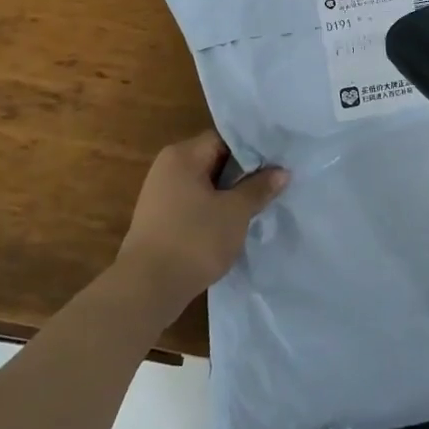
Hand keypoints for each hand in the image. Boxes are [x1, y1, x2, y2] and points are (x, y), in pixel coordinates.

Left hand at [114, 129, 287, 313]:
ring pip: (205, 185)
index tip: (278, 163)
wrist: (146, 289)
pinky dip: (214, 210)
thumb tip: (282, 171)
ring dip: (230, 194)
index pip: (225, 139)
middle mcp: (168, 168)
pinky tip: (234, 224)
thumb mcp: (235, 212)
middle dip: (244, 173)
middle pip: (214, 160)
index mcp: (183, 155)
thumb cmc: (194, 240)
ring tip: (260, 204)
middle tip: (274, 183)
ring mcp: (161, 195)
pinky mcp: (160, 220)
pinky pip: (194, 204)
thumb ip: (259, 188)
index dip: (254, 149)